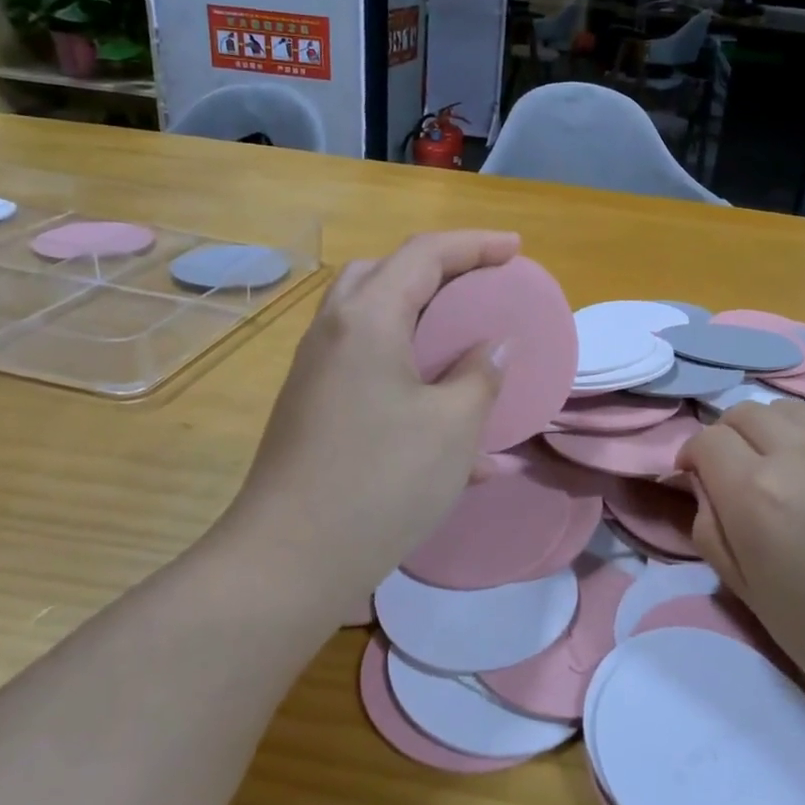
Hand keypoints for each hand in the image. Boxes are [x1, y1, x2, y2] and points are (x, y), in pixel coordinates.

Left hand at [218, 230, 515, 605]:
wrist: (288, 560)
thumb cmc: (381, 481)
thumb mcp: (452, 426)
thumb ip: (480, 375)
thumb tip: (493, 347)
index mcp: (368, 318)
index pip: (425, 254)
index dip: (475, 244)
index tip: (516, 249)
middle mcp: (334, 332)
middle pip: (386, 274)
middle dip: (438, 271)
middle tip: (478, 287)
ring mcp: (316, 371)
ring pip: (371, 318)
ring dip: (418, 317)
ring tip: (459, 337)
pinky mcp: (312, 408)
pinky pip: (365, 367)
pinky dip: (404, 368)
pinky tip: (444, 421)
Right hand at [678, 402, 804, 743]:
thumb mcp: (755, 601)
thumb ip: (715, 535)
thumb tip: (708, 494)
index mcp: (756, 493)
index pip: (705, 441)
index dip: (692, 459)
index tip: (698, 483)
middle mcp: (798, 452)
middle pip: (743, 413)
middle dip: (728, 439)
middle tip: (738, 478)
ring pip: (790, 409)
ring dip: (773, 432)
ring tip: (788, 472)